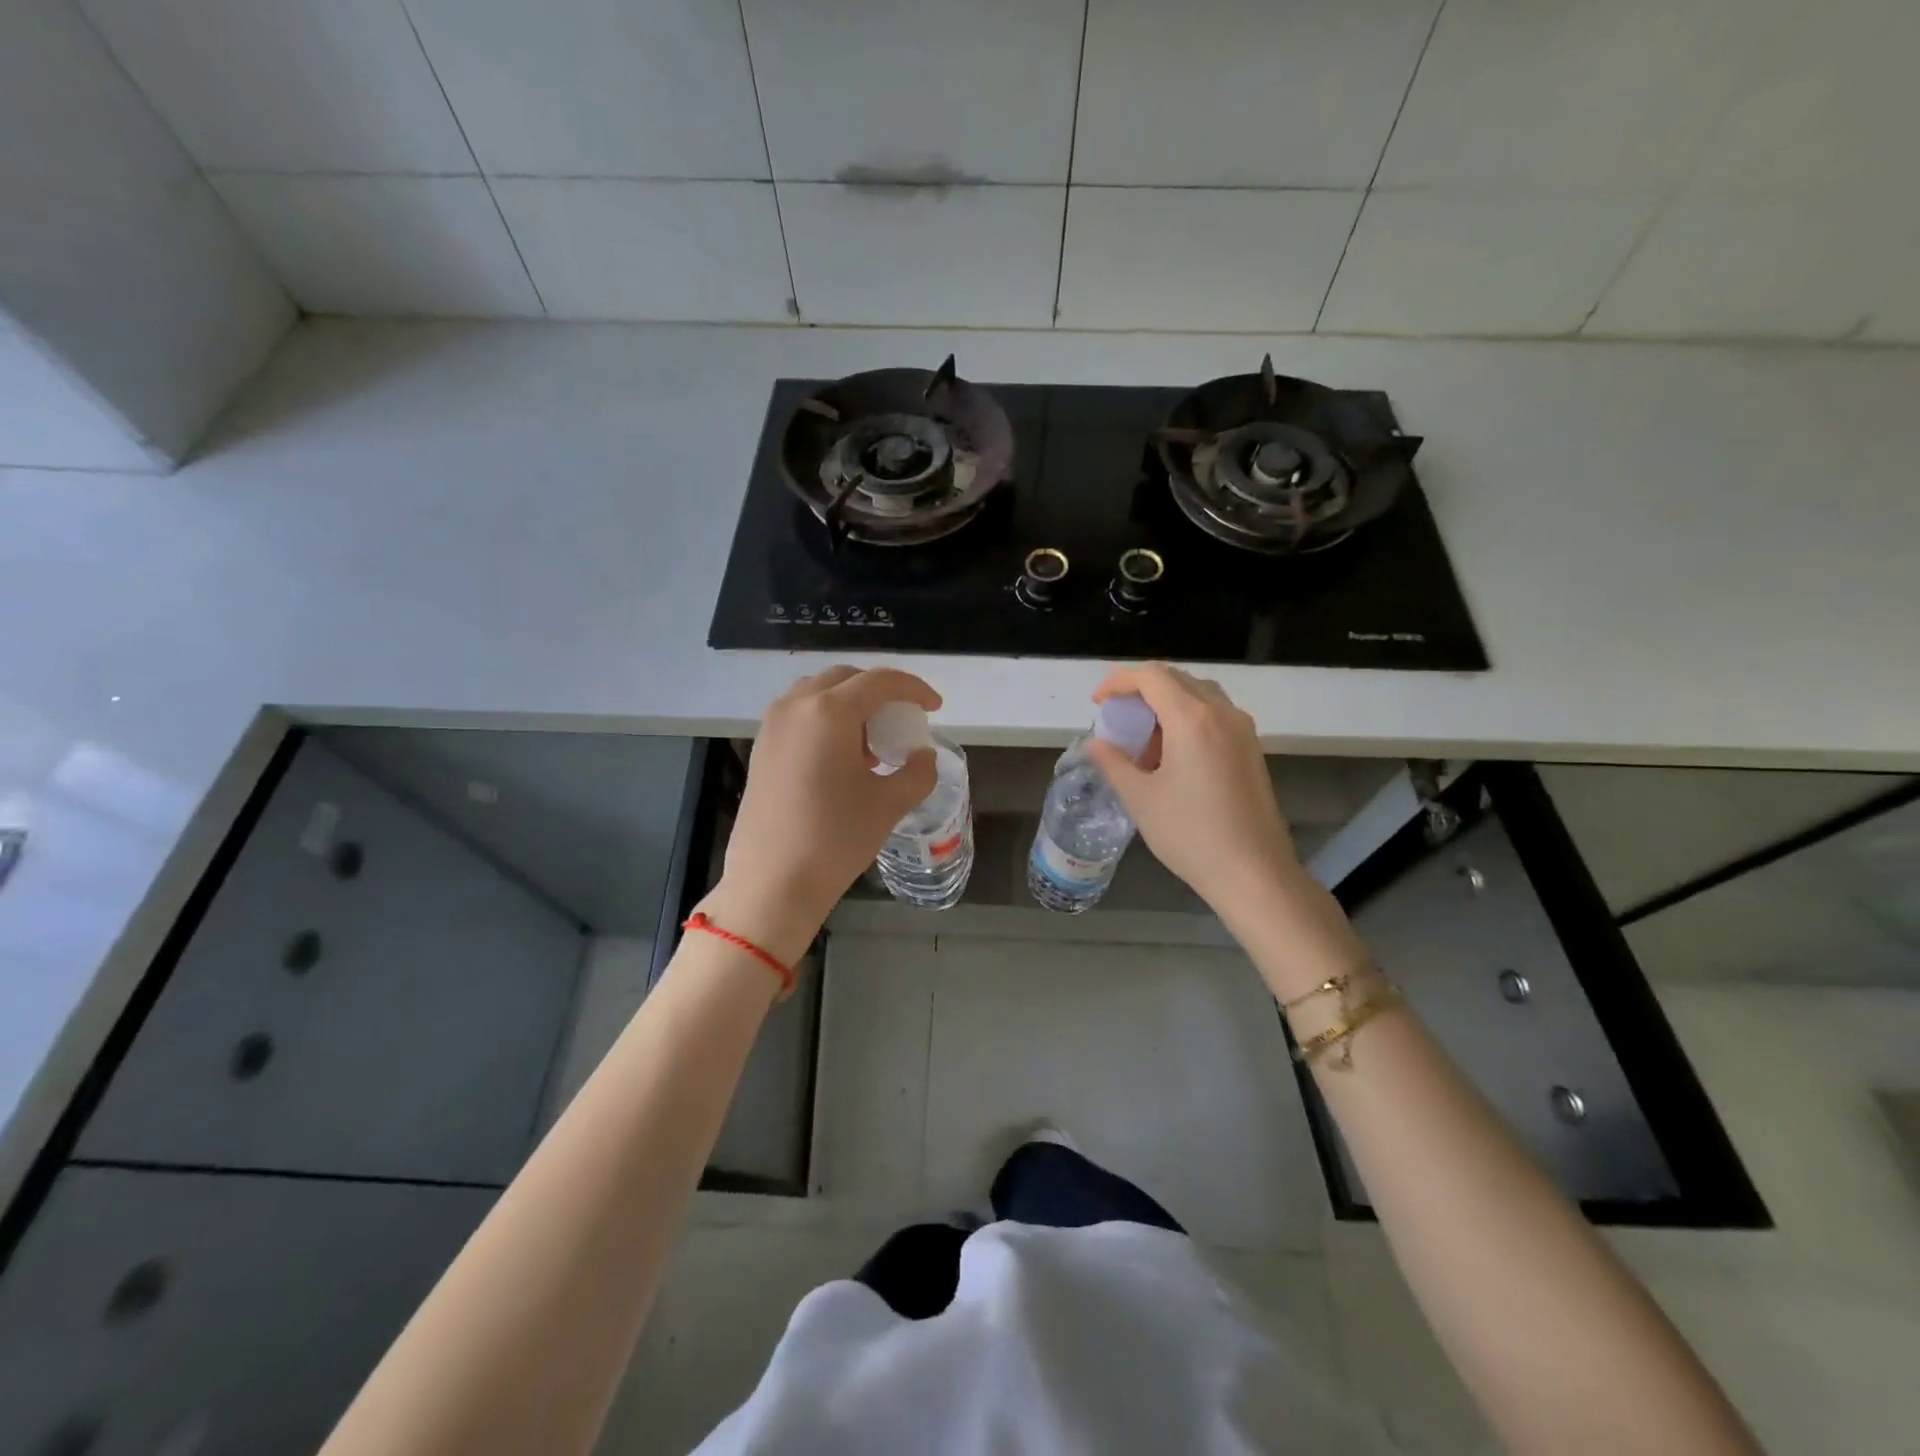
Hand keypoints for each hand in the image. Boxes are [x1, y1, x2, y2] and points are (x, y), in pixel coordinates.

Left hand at [699, 666, 939, 962]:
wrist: (771, 882)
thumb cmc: (835, 838)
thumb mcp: (889, 804)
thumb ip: (917, 772)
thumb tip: (923, 756)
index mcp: (830, 711)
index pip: (880, 681)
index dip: (913, 688)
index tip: (934, 706)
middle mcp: (796, 706)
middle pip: (845, 678)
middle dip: (879, 692)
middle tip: (901, 719)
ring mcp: (772, 725)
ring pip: (818, 693)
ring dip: (849, 704)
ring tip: (871, 742)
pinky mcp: (760, 747)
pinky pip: (799, 715)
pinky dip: (825, 720)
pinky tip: (841, 758)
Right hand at [1086, 664, 1302, 920]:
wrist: (1253, 872)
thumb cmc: (1191, 834)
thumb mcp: (1140, 798)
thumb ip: (1113, 763)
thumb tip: (1094, 744)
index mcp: (1192, 719)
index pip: (1151, 677)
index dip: (1118, 682)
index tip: (1097, 703)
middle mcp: (1222, 713)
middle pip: (1176, 679)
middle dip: (1141, 691)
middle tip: (1116, 718)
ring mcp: (1242, 730)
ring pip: (1199, 695)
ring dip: (1166, 704)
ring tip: (1143, 739)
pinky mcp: (1251, 750)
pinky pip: (1214, 715)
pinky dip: (1187, 719)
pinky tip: (1172, 755)